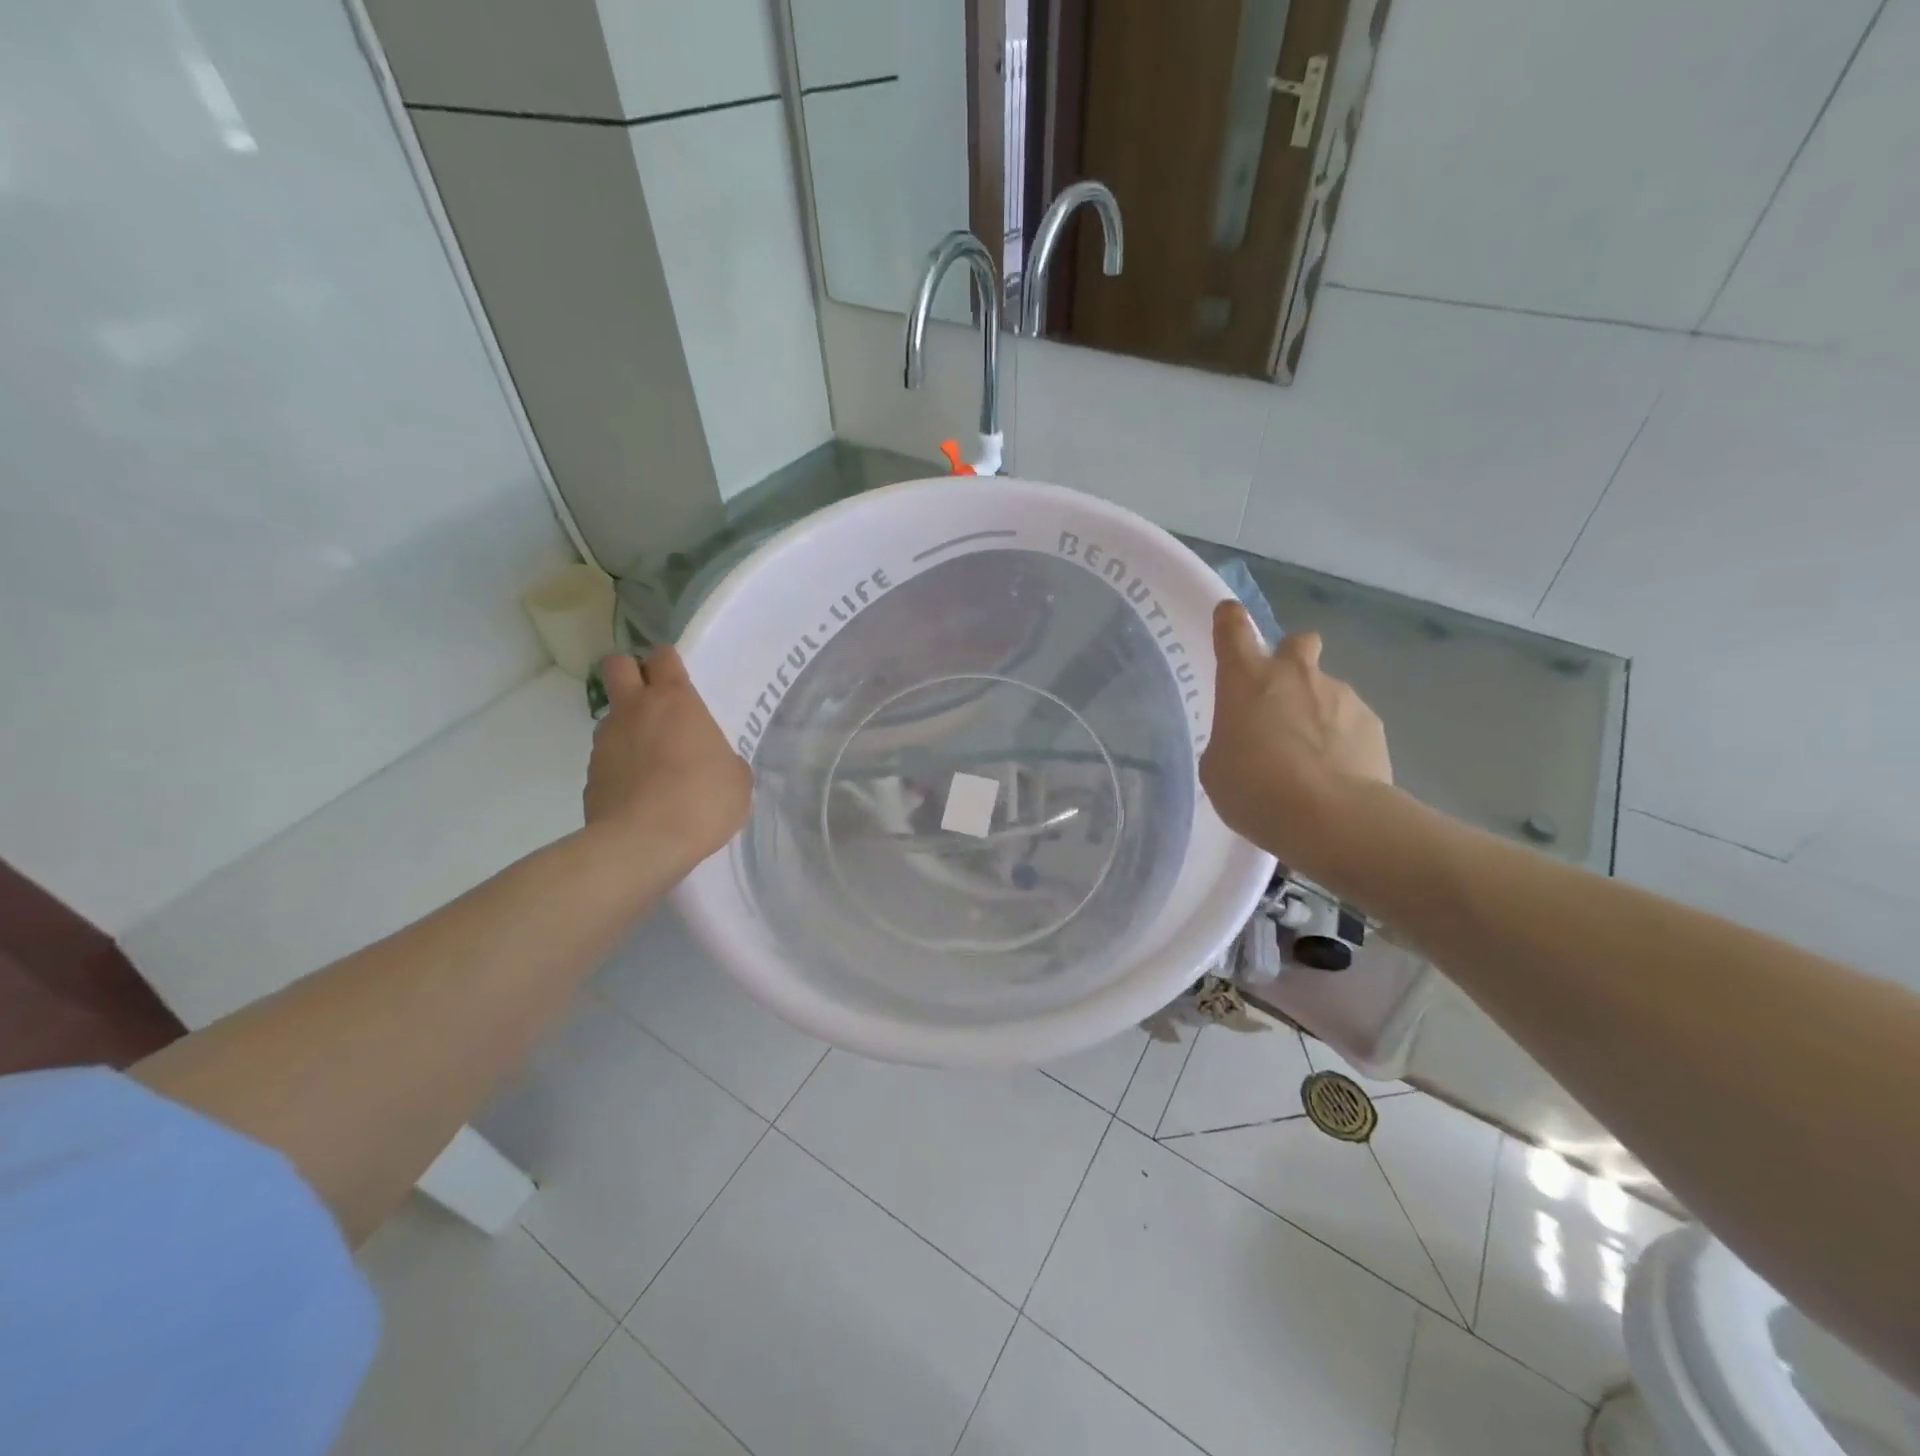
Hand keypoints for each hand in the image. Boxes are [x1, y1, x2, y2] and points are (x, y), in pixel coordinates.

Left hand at [585, 649, 751, 875]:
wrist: (643, 844)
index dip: (670, 663)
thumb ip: (723, 760)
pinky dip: (622, 768)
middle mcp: (635, 711)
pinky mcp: (590, 776)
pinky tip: (642, 794)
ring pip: (612, 717)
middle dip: (632, 674)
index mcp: (675, 701)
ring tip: (654, 762)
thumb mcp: (737, 780)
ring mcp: (606, 742)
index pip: (663, 656)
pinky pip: (608, 759)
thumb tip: (713, 764)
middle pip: (618, 666)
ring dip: (629, 728)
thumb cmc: (702, 800)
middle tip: (655, 702)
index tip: (681, 680)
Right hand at [1200, 602, 1391, 871]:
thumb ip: (1230, 740)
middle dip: (1291, 658)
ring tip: (1310, 758)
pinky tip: (1336, 773)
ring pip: (1326, 689)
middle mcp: (1294, 674)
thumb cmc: (1254, 788)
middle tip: (1281, 697)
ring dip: (1316, 710)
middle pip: (1297, 642)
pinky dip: (1342, 740)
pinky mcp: (1373, 723)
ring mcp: (1339, 694)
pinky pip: (1351, 722)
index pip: (1233, 628)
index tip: (1229, 617)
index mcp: (1246, 678)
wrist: (1329, 817)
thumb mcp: (1217, 767)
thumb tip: (1250, 738)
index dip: (1230, 620)